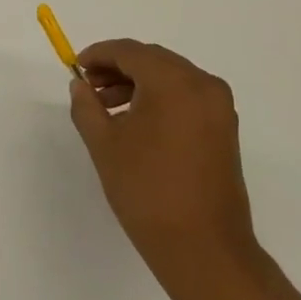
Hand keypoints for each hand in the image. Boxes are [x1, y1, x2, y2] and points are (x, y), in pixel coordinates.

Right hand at [68, 40, 264, 298]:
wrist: (203, 248)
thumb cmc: (147, 191)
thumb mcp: (104, 145)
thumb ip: (86, 106)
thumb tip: (80, 85)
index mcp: (174, 82)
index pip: (130, 52)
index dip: (99, 54)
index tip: (76, 67)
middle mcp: (202, 85)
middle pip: (153, 61)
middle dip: (118, 68)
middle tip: (89, 87)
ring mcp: (219, 107)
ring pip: (170, 78)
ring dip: (138, 84)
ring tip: (107, 108)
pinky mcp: (224, 129)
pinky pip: (186, 97)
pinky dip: (159, 99)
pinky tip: (135, 123)